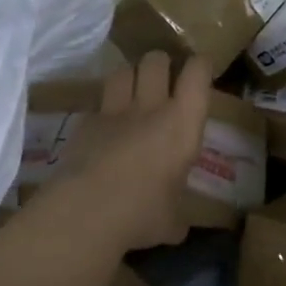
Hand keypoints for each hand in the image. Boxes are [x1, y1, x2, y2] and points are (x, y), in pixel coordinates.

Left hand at [46, 52, 211, 251]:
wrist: (87, 211)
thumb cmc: (143, 213)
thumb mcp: (173, 220)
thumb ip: (177, 213)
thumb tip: (177, 226)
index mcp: (183, 124)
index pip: (197, 74)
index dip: (200, 66)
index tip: (201, 69)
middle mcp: (151, 107)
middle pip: (156, 60)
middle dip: (161, 63)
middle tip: (163, 79)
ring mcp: (113, 112)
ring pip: (123, 71)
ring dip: (130, 76)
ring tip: (132, 91)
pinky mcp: (84, 123)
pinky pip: (97, 103)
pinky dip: (103, 109)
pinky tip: (104, 126)